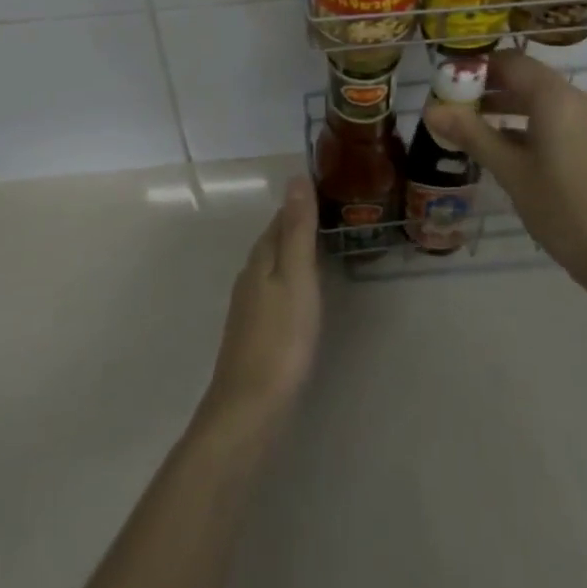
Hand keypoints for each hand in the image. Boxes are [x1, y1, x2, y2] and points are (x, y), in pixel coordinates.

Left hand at [202, 176, 321, 424]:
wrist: (249, 410)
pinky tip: (305, 295)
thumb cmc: (281, 338)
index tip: (331, 192)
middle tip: (337, 217)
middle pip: (276, 240)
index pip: (282, 217)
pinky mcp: (254, 333)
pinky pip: (275, 291)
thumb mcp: (296, 276)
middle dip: (300, 226)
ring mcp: (249, 306)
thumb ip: (297, 229)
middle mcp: (250, 275)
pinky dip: (292, 281)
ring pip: (274, 266)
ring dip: (296, 254)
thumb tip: (296, 177)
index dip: (303, 203)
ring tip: (327, 250)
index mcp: (261, 257)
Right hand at [422, 51, 586, 287]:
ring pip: (537, 96)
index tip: (446, 81)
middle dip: (487, 85)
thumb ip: (471, 134)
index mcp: (552, 96)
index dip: (475, 66)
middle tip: (452, 102)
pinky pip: (551, 115)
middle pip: (523, 75)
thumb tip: (430, 110)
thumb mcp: (509, 170)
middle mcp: (572, 97)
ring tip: (469, 123)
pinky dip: (524, 120)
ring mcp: (584, 119)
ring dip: (504, 103)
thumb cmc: (560, 207)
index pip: (508, 61)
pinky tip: (502, 145)